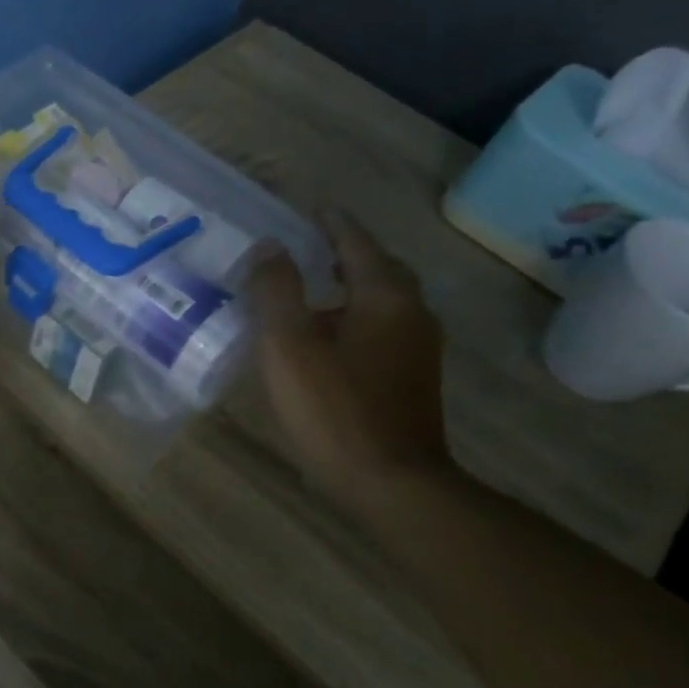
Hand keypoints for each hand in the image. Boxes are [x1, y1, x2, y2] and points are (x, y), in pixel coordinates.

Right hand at [248, 212, 452, 500]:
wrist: (390, 482)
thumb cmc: (333, 408)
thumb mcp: (288, 345)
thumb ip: (276, 290)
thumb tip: (271, 246)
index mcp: (383, 296)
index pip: (356, 242)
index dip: (331, 222)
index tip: (311, 206)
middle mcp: (411, 312)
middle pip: (378, 267)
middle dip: (346, 251)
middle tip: (311, 244)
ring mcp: (417, 347)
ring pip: (383, 299)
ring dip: (351, 285)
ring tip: (313, 286)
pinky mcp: (412, 377)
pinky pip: (383, 326)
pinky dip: (356, 314)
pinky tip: (328, 335)